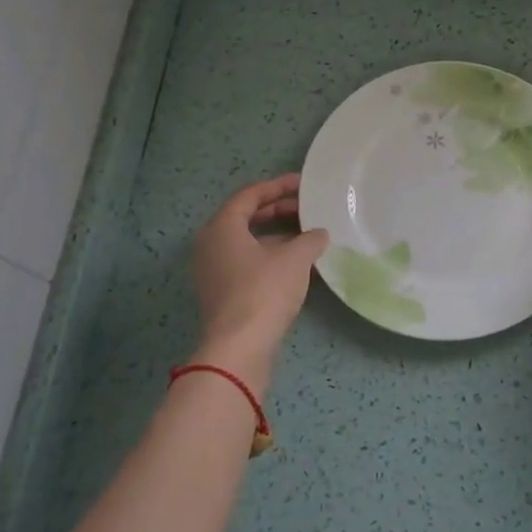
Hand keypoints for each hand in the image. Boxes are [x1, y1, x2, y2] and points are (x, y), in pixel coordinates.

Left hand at [191, 174, 328, 394]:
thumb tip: (319, 234)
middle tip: (308, 208)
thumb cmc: (264, 291)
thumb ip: (311, 238)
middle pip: (247, 217)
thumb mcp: (295, 258)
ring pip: (248, 241)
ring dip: (278, 235)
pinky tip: (299, 263)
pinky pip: (248, 262)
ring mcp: (214, 270)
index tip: (304, 184)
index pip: (250, 195)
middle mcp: (211, 244)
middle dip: (279, 210)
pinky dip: (272, 256)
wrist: (239, 347)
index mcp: (222, 227)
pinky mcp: (223, 292)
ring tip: (309, 235)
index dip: (278, 186)